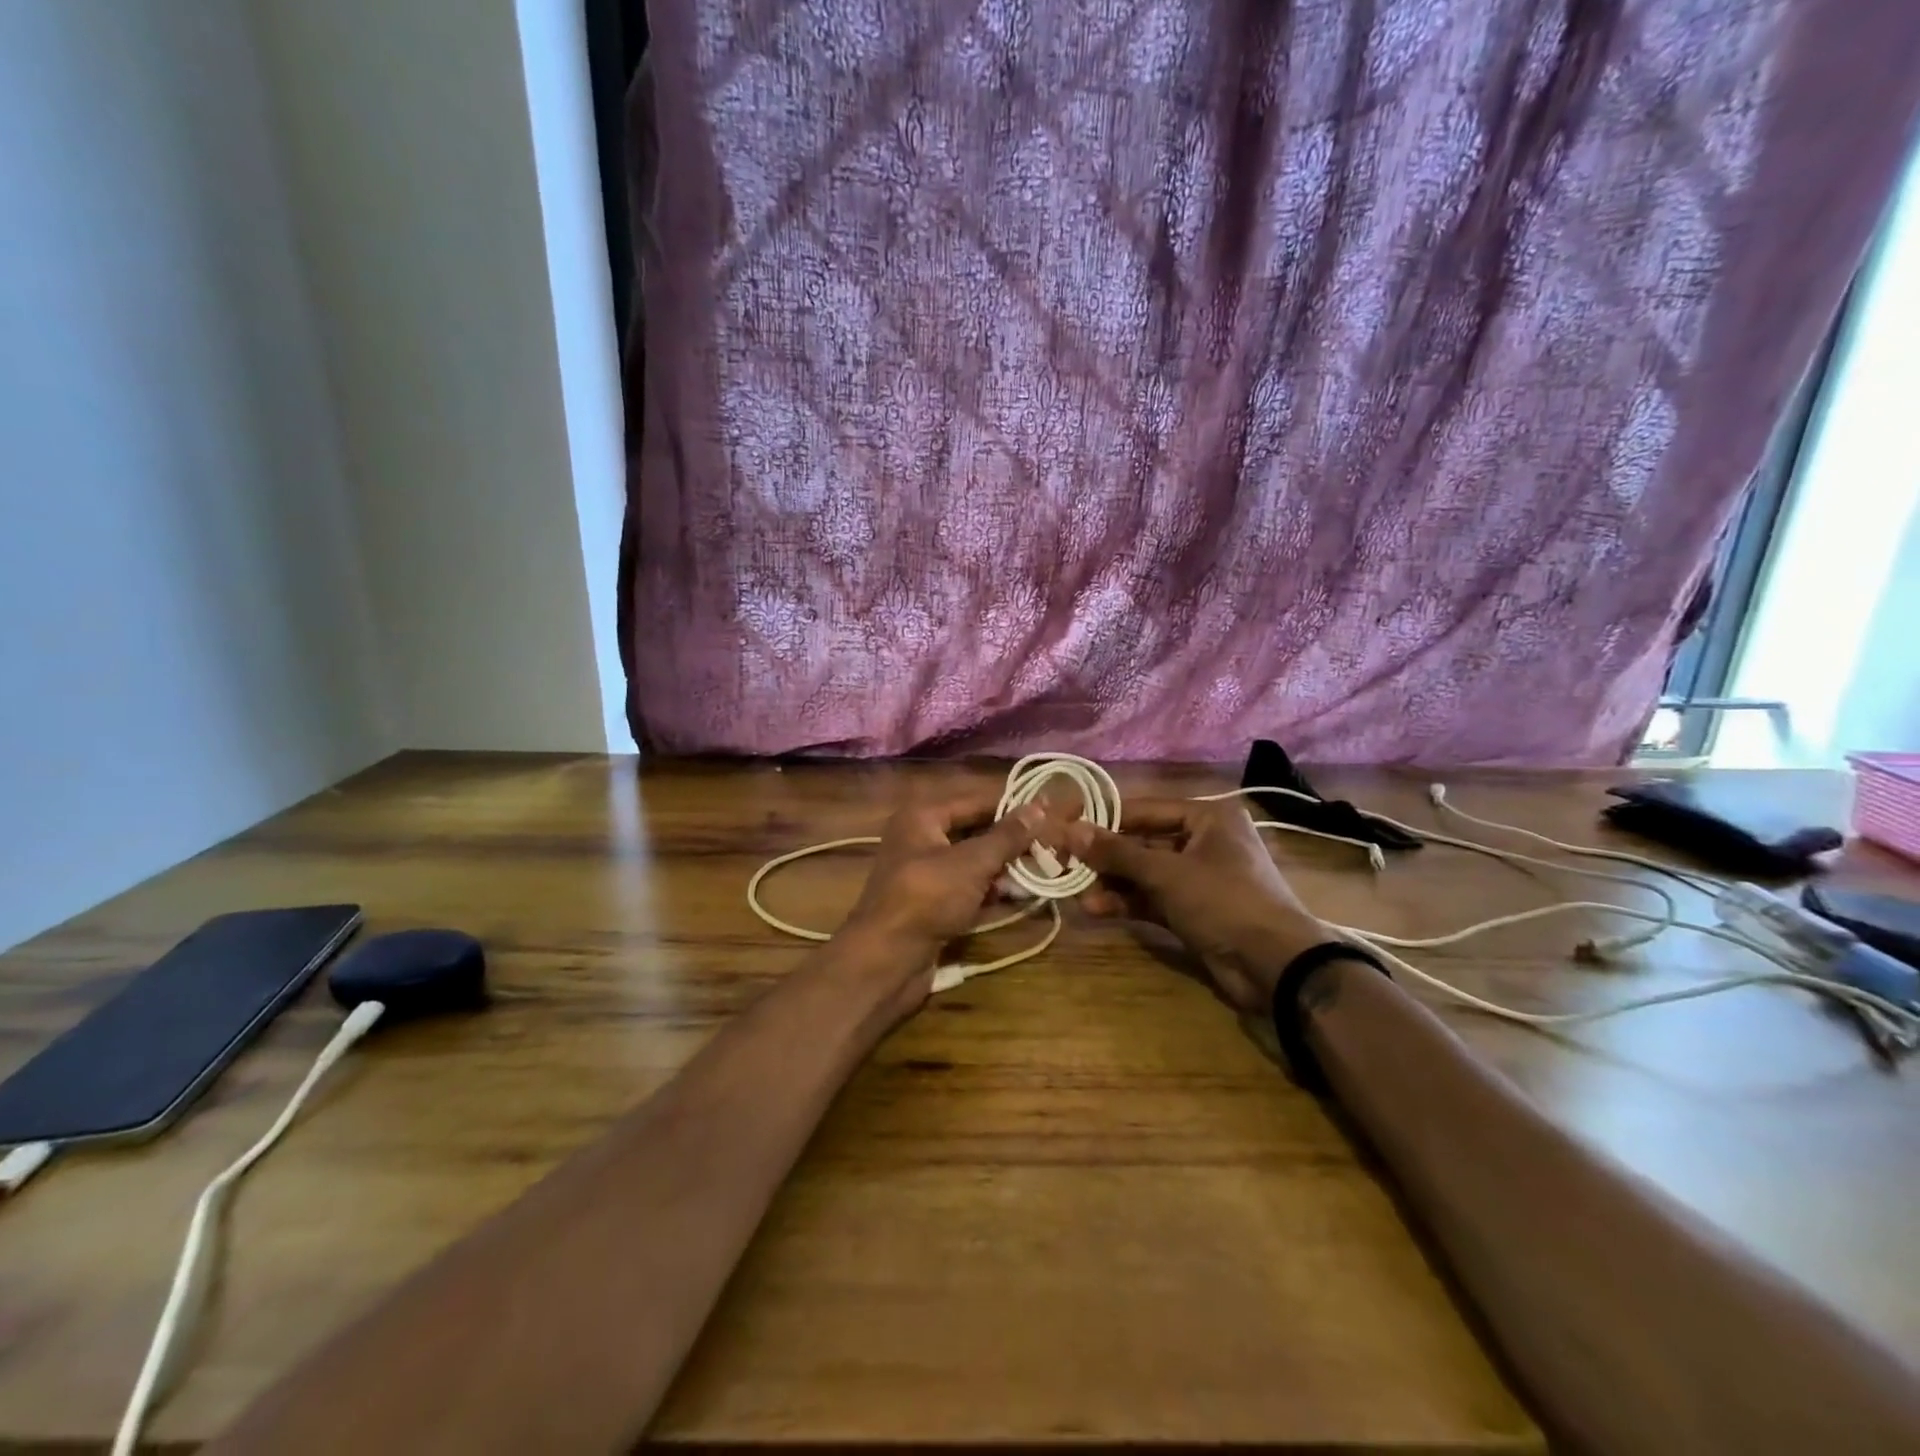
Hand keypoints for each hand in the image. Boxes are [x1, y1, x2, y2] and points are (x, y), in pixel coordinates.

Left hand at [836, 794, 1062, 999]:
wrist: (886, 960)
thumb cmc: (927, 898)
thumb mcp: (971, 863)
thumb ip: (1006, 836)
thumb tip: (1039, 806)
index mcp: (923, 816)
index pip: (976, 800)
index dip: (1012, 805)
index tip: (1050, 810)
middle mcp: (921, 838)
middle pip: (975, 831)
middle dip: (1012, 840)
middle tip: (1053, 844)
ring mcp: (926, 873)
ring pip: (974, 862)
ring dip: (1006, 867)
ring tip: (1046, 869)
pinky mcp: (932, 904)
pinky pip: (968, 888)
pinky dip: (992, 890)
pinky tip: (1023, 895)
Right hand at [1063, 799, 1332, 1013]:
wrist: (1276, 966)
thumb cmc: (1224, 900)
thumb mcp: (1166, 873)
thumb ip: (1116, 852)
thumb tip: (1070, 830)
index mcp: (1207, 818)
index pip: (1144, 809)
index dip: (1104, 819)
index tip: (1066, 827)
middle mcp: (1203, 842)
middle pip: (1142, 842)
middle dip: (1106, 857)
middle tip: (1065, 863)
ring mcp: (1199, 879)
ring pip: (1145, 874)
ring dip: (1112, 883)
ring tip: (1077, 893)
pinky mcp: (1194, 911)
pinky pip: (1153, 899)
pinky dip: (1128, 903)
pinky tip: (1096, 910)